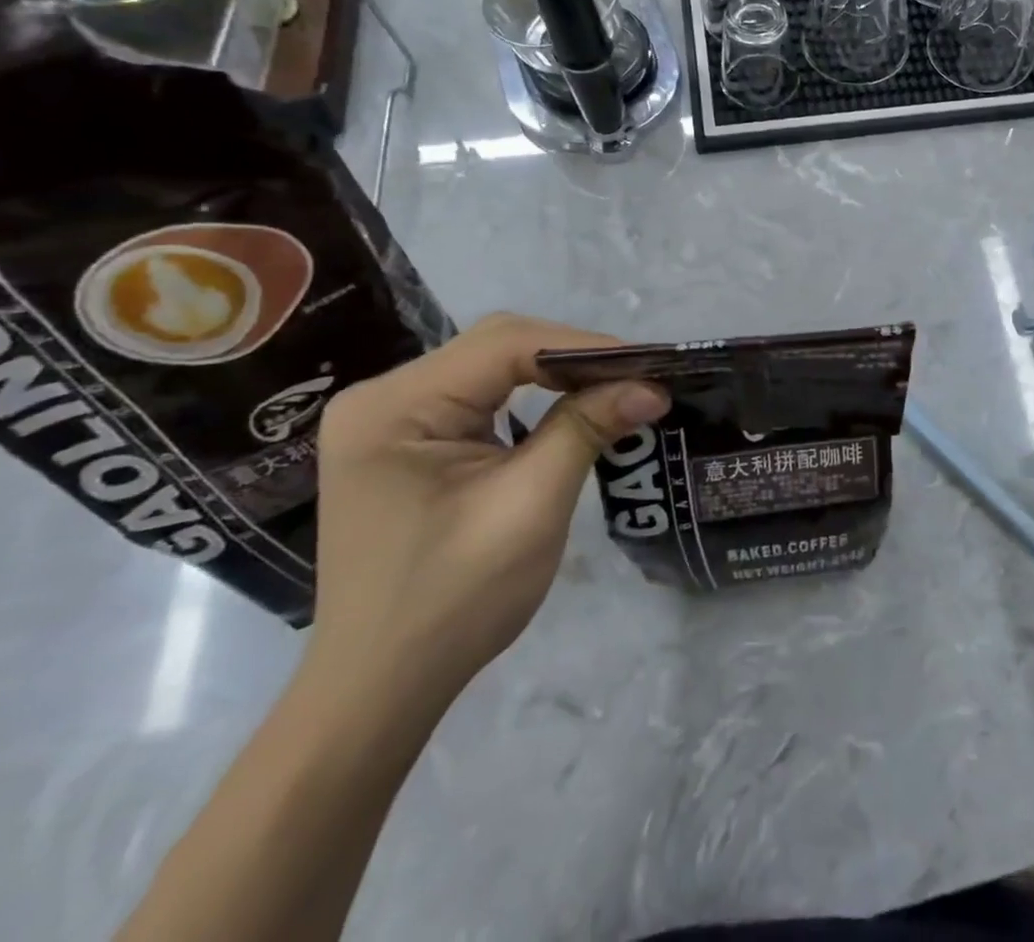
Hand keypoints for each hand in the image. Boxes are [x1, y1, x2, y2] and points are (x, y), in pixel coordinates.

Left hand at [308, 313, 668, 711]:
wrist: (381, 689)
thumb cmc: (453, 601)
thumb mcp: (531, 506)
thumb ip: (586, 429)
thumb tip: (652, 386)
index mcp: (394, 407)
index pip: (504, 344)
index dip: (583, 347)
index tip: (648, 366)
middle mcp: (383, 398)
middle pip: (497, 347)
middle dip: (573, 359)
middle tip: (637, 379)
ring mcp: (390, 419)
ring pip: (492, 368)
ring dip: (557, 376)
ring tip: (616, 389)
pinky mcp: (407, 441)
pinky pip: (481, 397)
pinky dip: (533, 398)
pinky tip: (569, 410)